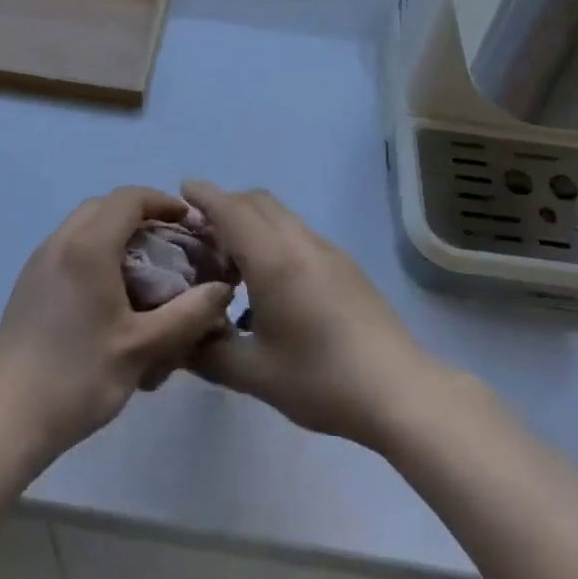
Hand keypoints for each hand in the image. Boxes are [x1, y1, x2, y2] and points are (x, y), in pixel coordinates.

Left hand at [0, 187, 234, 463]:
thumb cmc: (79, 378)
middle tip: (168, 242)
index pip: (130, 198)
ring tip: (142, 265)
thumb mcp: (143, 348)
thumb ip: (189, 314)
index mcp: (88, 247)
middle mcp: (60, 241)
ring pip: (83, 223)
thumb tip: (223, 289)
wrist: (7, 421)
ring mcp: (39, 260)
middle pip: (105, 205)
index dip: (163, 202)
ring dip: (115, 231)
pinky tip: (108, 290)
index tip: (189, 222)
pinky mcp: (27, 282)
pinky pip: (67, 245)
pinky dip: (94, 248)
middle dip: (140, 214)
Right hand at [184, 180, 449, 449]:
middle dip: (226, 205)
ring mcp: (326, 249)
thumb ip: (209, 352)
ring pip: (280, 215)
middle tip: (201, 234)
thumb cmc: (321, 379)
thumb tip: (180, 340)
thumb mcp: (255, 374)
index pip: (231, 209)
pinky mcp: (344, 263)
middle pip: (256, 201)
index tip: (182, 189)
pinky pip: (298, 232)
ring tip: (232, 262)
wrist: (397, 388)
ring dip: (252, 221)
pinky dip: (273, 237)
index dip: (204, 195)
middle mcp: (299, 241)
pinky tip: (270, 284)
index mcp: (272, 259)